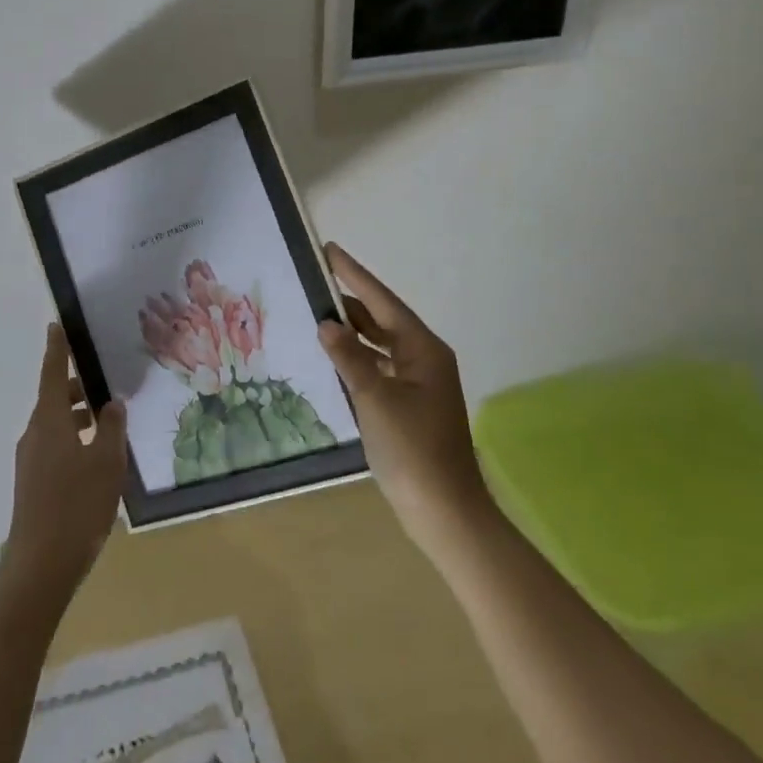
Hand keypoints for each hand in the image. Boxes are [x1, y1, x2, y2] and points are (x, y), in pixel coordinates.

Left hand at [5, 325, 127, 594]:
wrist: (41, 565)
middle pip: (54, 399)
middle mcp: (35, 434)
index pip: (51, 373)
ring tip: (108, 423)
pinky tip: (96, 458)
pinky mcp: (33, 482)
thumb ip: (111, 428)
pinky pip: (54, 446)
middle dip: (76, 388)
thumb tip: (111, 404)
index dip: (56, 349)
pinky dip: (73, 439)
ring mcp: (31, 460)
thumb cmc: (77, 504)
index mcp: (49, 421)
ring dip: (78, 417)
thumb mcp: (106, 462)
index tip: (56, 325)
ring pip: (55, 424)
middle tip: (104, 383)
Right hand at [318, 244, 495, 560]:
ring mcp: (421, 382)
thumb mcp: (375, 400)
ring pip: (382, 344)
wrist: (445, 513)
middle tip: (316, 281)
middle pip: (383, 319)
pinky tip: (337, 358)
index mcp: (424, 349)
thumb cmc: (413, 451)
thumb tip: (326, 323)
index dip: (355, 274)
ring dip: (354, 330)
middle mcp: (425, 358)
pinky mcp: (412, 404)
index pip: (382, 301)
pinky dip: (359, 357)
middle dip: (351, 300)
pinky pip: (381, 366)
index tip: (330, 250)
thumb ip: (349, 358)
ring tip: (319, 313)